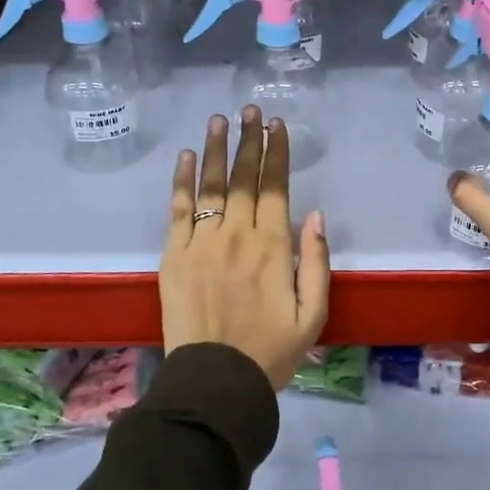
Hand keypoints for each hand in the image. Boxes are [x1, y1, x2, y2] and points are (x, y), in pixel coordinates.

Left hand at [161, 106, 329, 388]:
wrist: (215, 381)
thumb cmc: (270, 351)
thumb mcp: (313, 314)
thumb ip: (316, 262)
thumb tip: (315, 215)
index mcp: (272, 246)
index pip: (275, 187)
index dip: (276, 153)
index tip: (276, 125)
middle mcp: (236, 234)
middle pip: (243, 177)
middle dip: (249, 140)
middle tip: (251, 109)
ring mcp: (201, 241)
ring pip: (210, 184)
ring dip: (216, 148)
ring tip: (220, 119)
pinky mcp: (173, 254)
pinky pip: (177, 208)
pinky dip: (181, 180)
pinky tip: (185, 156)